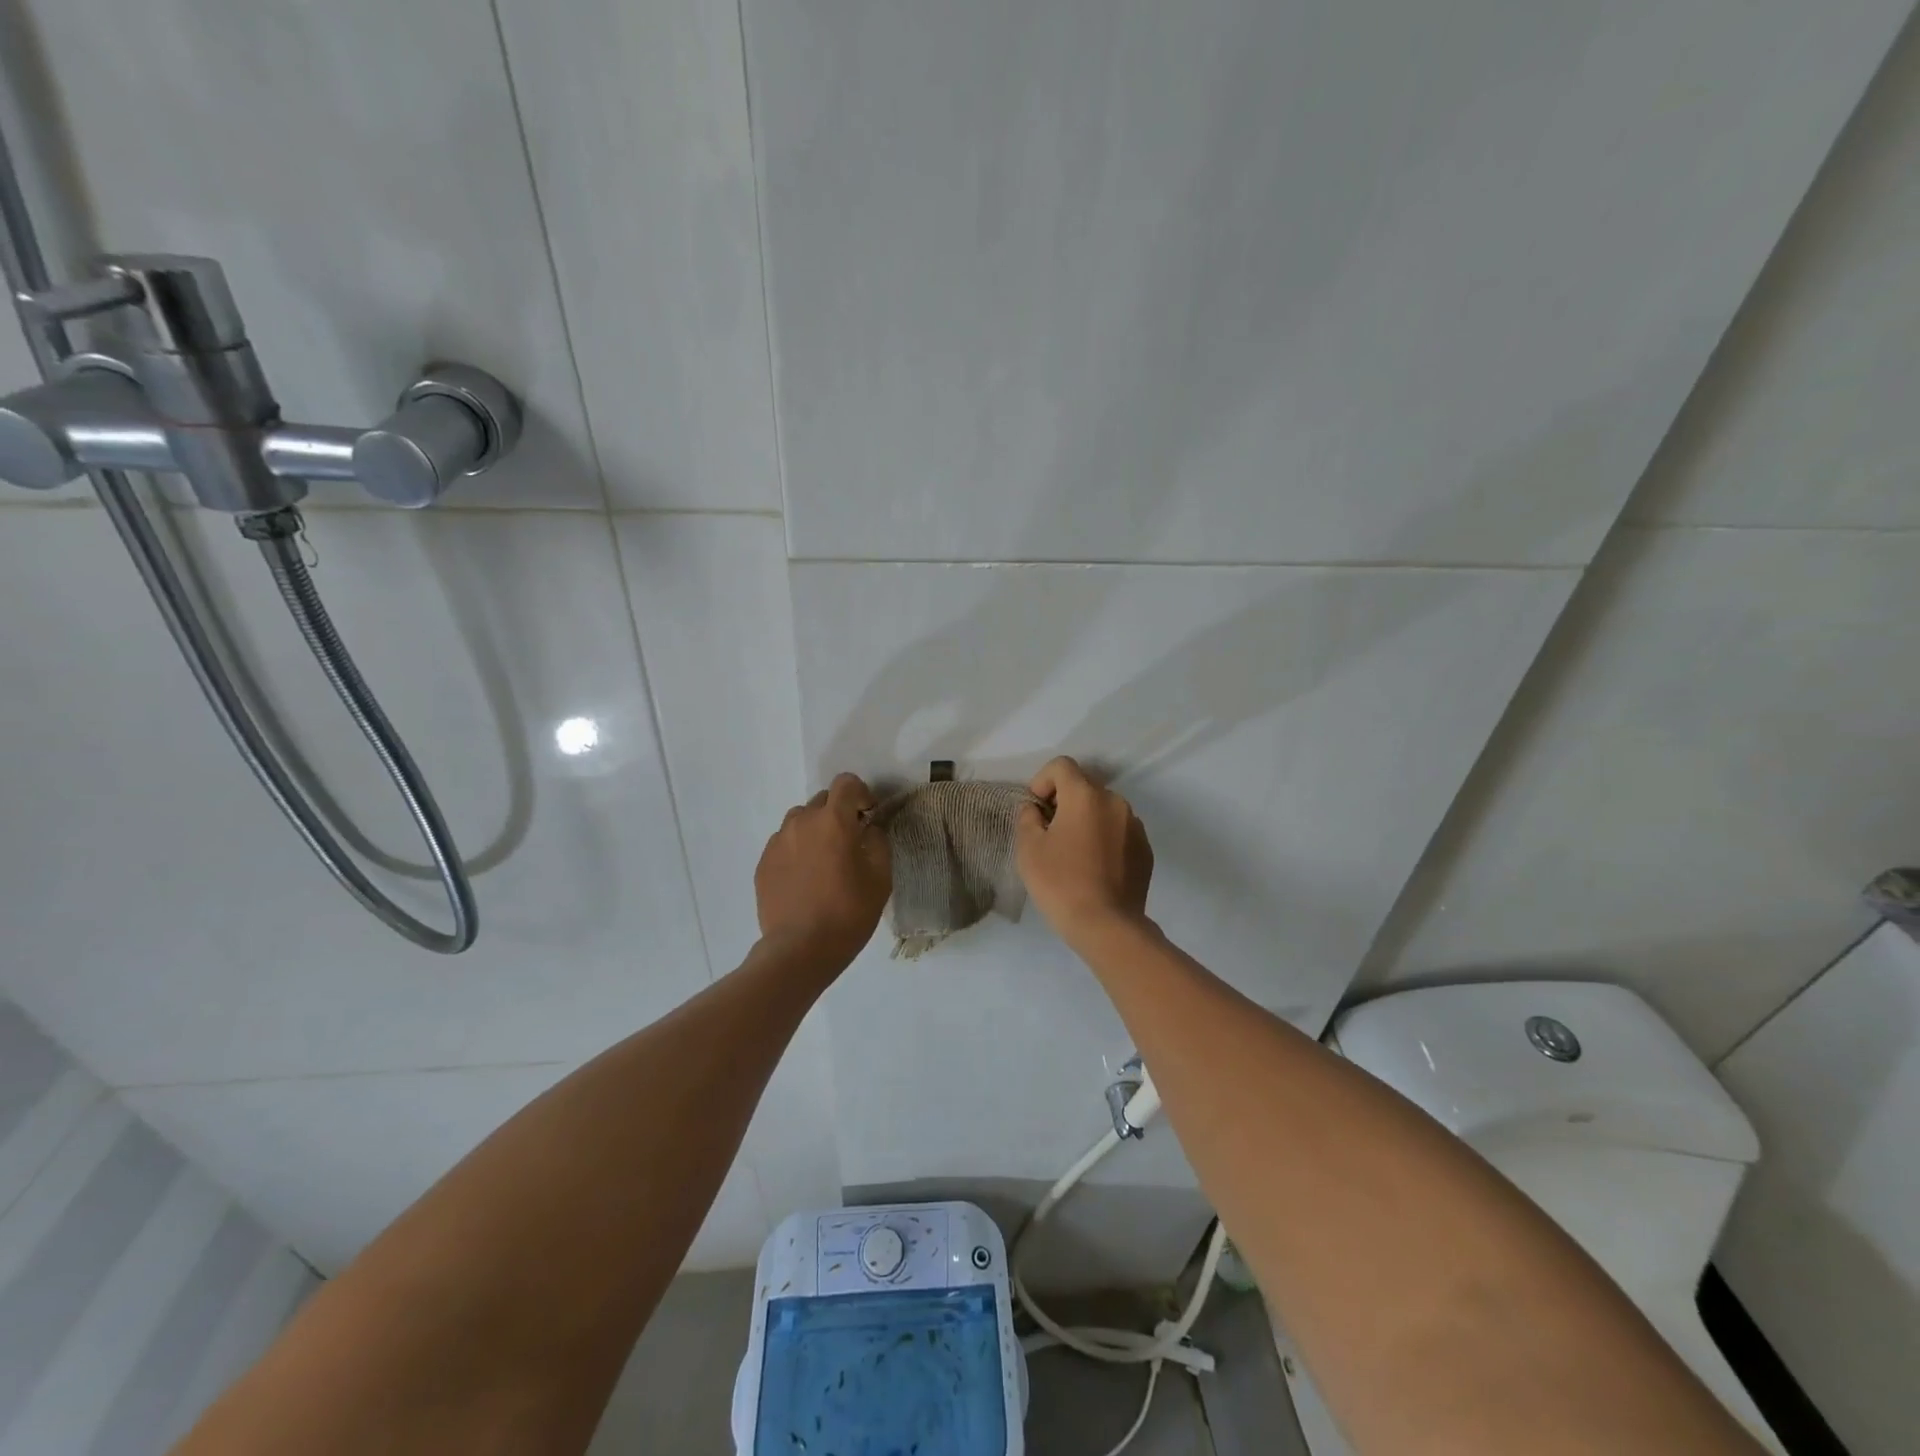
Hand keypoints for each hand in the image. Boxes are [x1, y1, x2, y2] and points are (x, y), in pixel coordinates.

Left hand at [755, 773, 891, 967]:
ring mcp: (778, 842)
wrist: (800, 949)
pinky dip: (797, 850)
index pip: (846, 783)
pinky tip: (805, 879)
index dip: (861, 793)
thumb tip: (869, 829)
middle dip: (839, 813)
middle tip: (850, 842)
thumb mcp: (880, 877)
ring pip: (800, 821)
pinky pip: (784, 843)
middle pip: (822, 800)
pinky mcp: (763, 863)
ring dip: (816, 830)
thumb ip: (878, 842)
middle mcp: (802, 822)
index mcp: (833, 821)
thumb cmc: (849, 912)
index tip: (869, 815)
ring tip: (824, 860)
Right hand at [1015, 757, 1153, 943]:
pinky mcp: (1145, 850)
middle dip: (1064, 802)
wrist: (1107, 925)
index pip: (1062, 766)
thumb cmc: (1061, 882)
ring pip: (1104, 809)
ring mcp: (1135, 826)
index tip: (1036, 810)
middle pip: (1084, 787)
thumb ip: (1028, 818)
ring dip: (1087, 820)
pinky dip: (1105, 839)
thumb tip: (1035, 809)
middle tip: (1050, 833)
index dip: (1042, 781)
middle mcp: (1115, 802)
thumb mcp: (1029, 848)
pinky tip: (1095, 868)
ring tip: (1074, 853)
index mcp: (1086, 795)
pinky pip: (1119, 832)